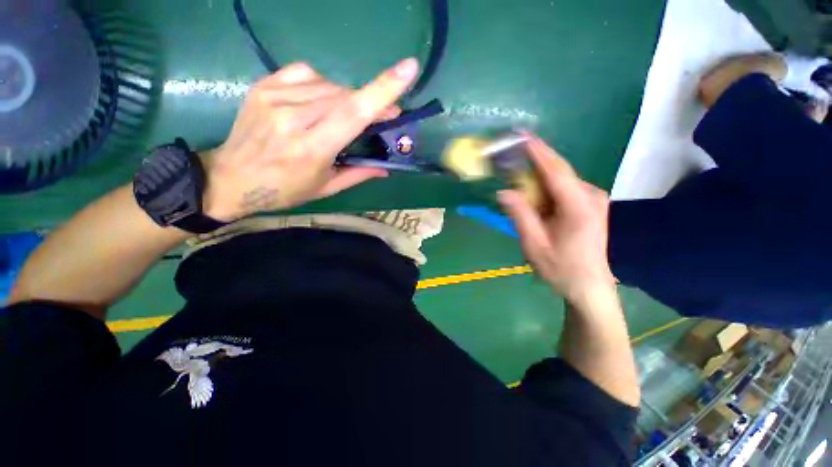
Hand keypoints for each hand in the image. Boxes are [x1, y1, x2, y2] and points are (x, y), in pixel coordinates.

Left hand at [202, 59, 420, 220]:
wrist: (231, 179)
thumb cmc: (285, 190)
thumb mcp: (326, 188)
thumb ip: (358, 174)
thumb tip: (386, 167)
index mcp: (312, 148)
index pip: (353, 113)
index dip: (382, 90)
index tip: (408, 69)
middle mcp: (293, 117)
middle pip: (345, 96)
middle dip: (370, 102)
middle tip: (382, 116)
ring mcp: (275, 96)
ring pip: (328, 85)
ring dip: (346, 99)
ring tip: (341, 117)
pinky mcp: (264, 85)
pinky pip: (305, 74)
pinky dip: (322, 85)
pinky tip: (319, 101)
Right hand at [498, 135, 615, 305]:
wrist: (589, 286)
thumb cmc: (561, 269)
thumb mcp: (534, 245)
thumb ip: (520, 216)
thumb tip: (504, 192)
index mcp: (578, 206)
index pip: (555, 170)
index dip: (537, 151)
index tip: (521, 135)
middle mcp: (590, 196)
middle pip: (558, 171)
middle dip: (534, 160)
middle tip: (510, 153)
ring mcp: (593, 199)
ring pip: (559, 179)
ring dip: (537, 175)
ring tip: (515, 173)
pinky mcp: (589, 204)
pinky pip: (562, 188)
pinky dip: (545, 186)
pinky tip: (531, 192)